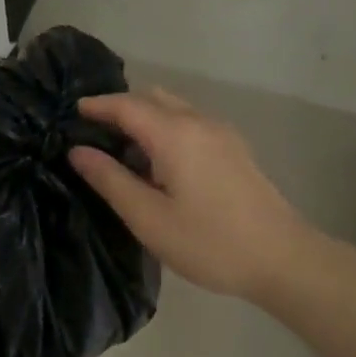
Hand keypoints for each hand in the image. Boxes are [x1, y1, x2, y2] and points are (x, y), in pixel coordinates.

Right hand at [68, 86, 310, 301]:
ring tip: (122, 148)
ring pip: (174, 108)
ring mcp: (222, 133)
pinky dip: (166, 127)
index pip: (127, 105)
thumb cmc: (209, 242)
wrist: (282, 259)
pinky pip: (190, 122)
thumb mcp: (149, 218)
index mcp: (175, 134)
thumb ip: (110, 180)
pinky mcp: (234, 148)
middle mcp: (199, 122)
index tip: (72, 112)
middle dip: (120, 107)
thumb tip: (78, 152)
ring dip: (145, 117)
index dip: (97, 105)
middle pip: (152, 98)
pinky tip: (159, 161)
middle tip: (93, 131)